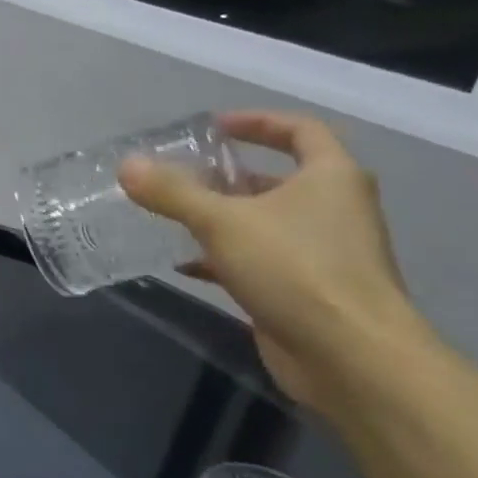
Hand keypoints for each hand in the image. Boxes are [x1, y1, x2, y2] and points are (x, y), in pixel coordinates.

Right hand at [118, 110, 430, 412]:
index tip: (214, 127)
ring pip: (266, 222)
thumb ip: (173, 193)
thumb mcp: (223, 222)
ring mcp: (323, 252)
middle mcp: (333, 209)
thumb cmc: (296, 269)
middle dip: (229, 175)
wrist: (350, 355)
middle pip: (279, 178)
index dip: (257, 122)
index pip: (300, 130)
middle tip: (182, 174)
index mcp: (330, 177)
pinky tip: (185, 264)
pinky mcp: (306, 290)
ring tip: (174, 216)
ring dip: (223, 217)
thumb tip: (127, 165)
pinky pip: (259, 261)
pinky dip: (224, 258)